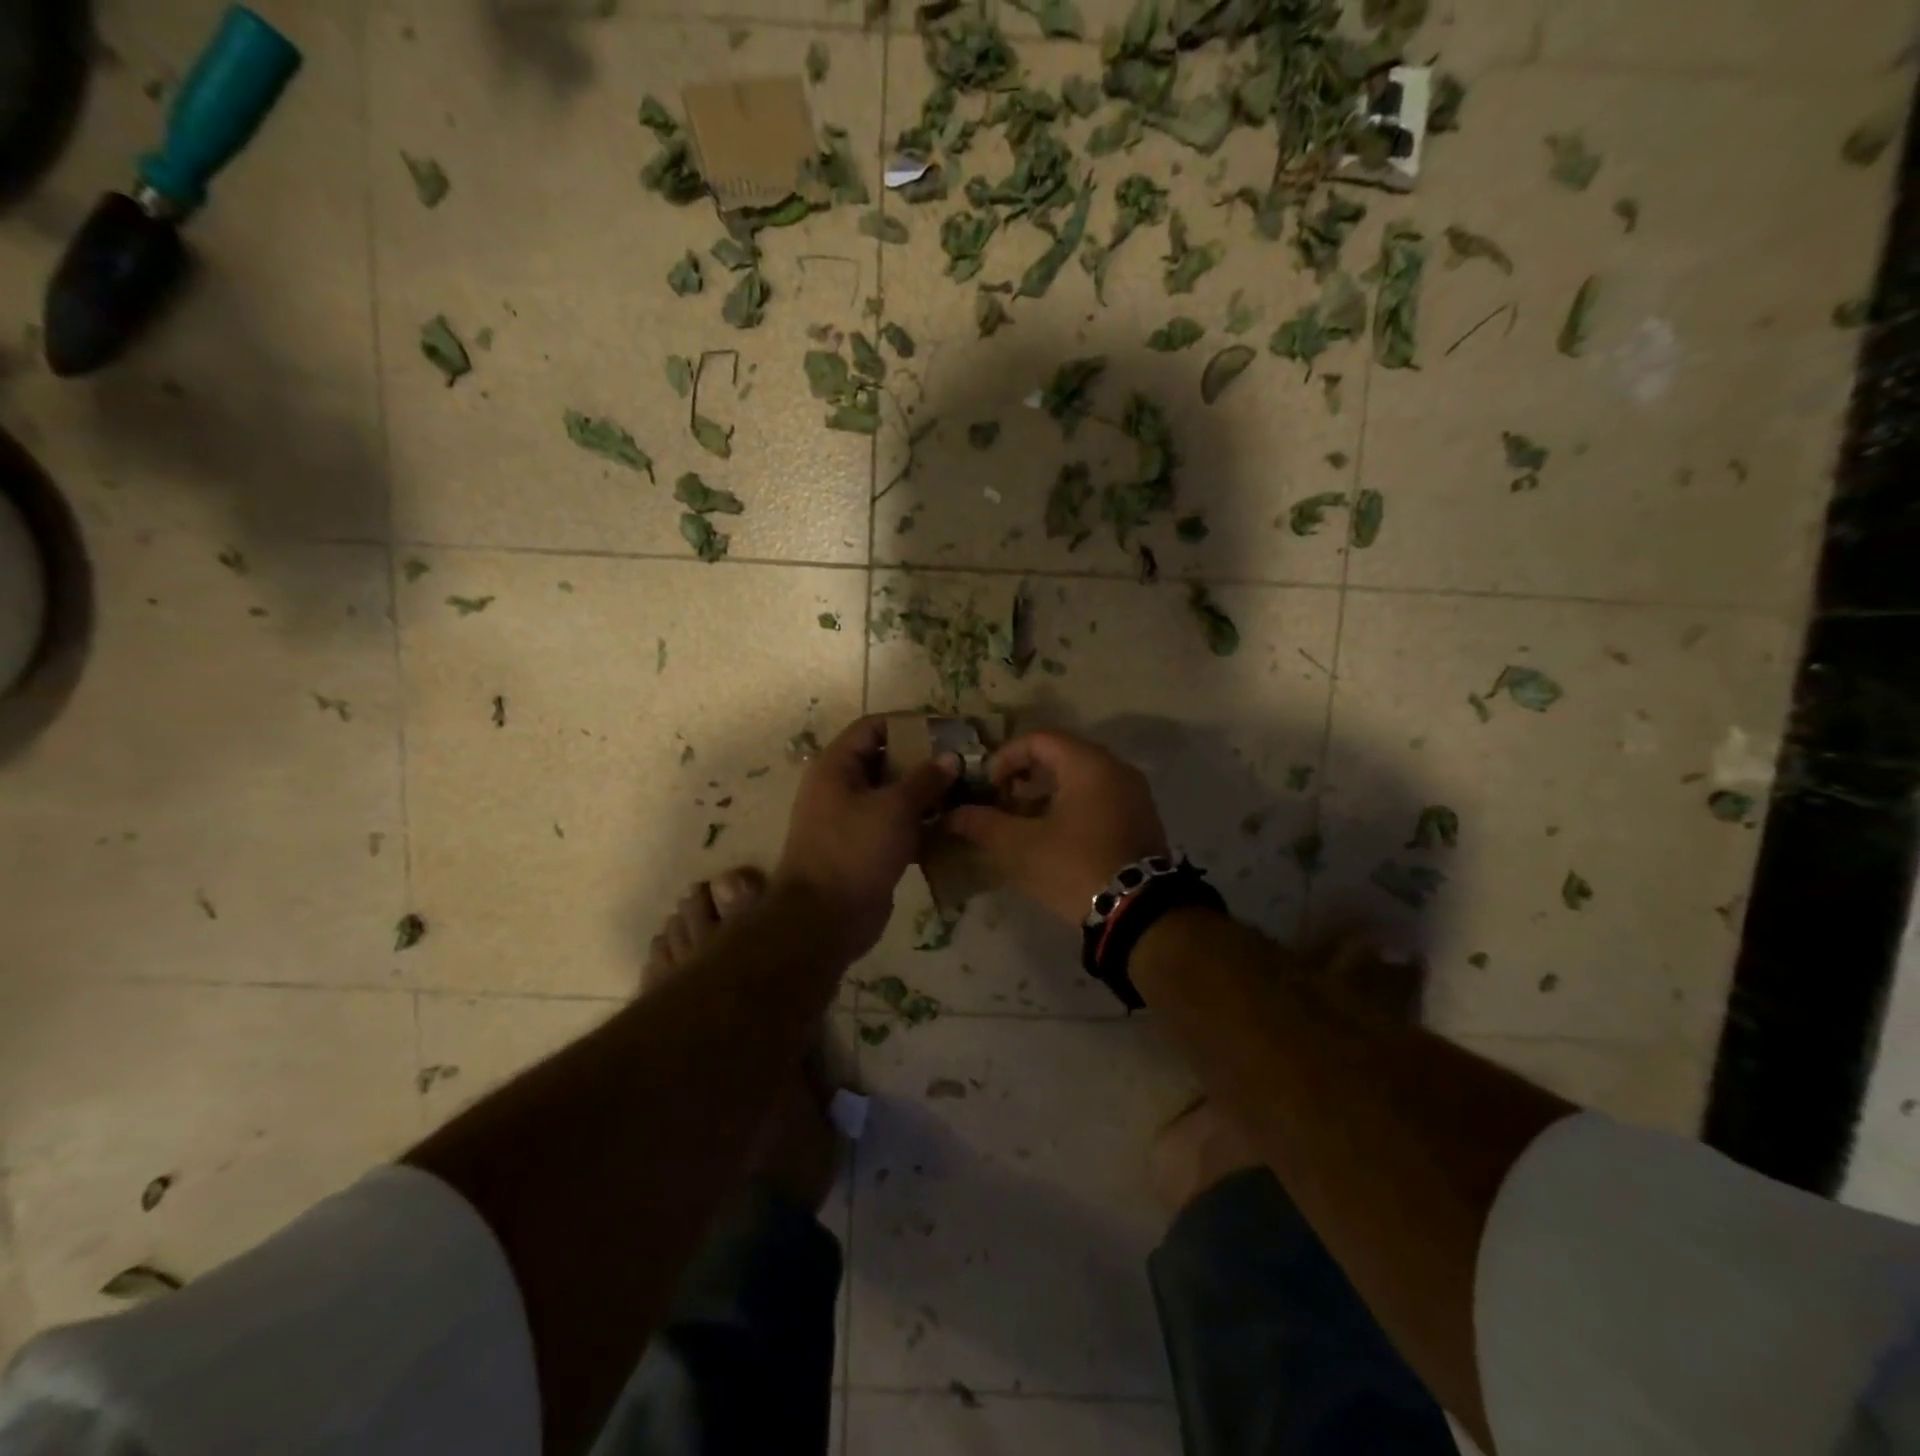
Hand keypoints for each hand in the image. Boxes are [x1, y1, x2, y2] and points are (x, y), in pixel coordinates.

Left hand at [774, 715, 957, 960]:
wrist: (824, 920)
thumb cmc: (854, 851)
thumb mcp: (894, 808)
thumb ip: (925, 778)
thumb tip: (951, 756)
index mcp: (836, 766)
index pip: (874, 727)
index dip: (909, 724)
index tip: (946, 731)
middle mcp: (841, 787)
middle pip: (886, 760)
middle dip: (924, 760)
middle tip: (963, 763)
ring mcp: (852, 819)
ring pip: (894, 795)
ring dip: (926, 794)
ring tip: (965, 792)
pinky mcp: (866, 848)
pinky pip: (896, 825)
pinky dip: (920, 823)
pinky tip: (952, 826)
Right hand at [945, 730, 1168, 927]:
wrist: (1138, 914)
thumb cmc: (1075, 867)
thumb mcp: (1020, 846)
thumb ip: (983, 824)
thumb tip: (951, 815)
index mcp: (1088, 764)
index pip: (1038, 739)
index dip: (1005, 758)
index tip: (988, 787)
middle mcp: (1116, 768)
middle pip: (1060, 755)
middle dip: (1024, 776)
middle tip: (1001, 803)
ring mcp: (1134, 794)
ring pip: (1080, 778)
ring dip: (1046, 793)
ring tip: (1022, 823)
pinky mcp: (1141, 820)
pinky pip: (1099, 797)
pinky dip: (1071, 806)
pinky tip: (1054, 838)